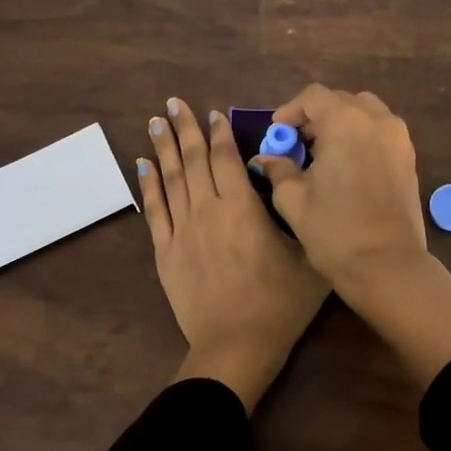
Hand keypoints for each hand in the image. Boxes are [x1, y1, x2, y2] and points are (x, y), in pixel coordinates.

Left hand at [141, 98, 329, 411]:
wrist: (236, 347)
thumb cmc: (280, 304)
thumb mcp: (309, 257)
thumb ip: (300, 216)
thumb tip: (294, 184)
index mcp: (242, 208)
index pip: (226, 159)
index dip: (219, 133)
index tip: (213, 113)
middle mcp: (207, 210)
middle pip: (192, 161)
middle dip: (185, 129)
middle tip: (174, 103)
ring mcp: (182, 231)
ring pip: (170, 179)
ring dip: (162, 148)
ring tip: (155, 122)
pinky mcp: (165, 253)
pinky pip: (154, 211)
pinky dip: (148, 185)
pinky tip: (141, 165)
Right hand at [250, 85, 428, 288]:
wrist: (387, 265)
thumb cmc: (334, 230)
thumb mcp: (294, 199)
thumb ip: (278, 170)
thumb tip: (266, 158)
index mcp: (346, 122)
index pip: (314, 96)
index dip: (291, 110)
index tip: (277, 133)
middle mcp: (377, 120)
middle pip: (341, 101)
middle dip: (316, 117)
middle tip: (297, 144)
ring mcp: (398, 138)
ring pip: (365, 113)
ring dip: (341, 124)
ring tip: (322, 153)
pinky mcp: (409, 158)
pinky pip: (380, 132)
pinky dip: (360, 137)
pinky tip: (345, 166)